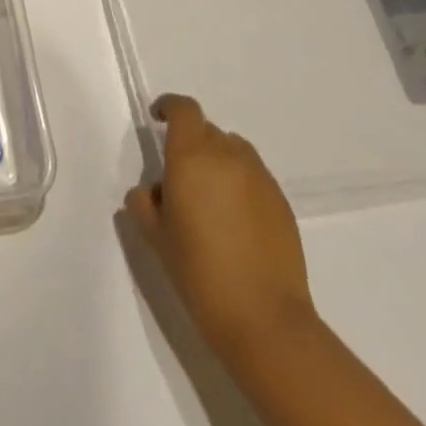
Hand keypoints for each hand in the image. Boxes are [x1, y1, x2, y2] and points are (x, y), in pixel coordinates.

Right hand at [124, 94, 314, 351]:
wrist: (264, 318)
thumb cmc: (199, 272)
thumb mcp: (155, 236)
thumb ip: (144, 202)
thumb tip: (153, 190)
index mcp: (192, 156)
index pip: (183, 109)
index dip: (169, 107)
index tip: (158, 119)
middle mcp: (228, 155)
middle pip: (206, 130)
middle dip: (190, 144)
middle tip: (179, 179)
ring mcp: (260, 177)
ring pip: (233, 151)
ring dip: (217, 162)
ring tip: (209, 201)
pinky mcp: (281, 201)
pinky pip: (253, 177)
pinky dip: (239, 185)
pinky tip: (234, 223)